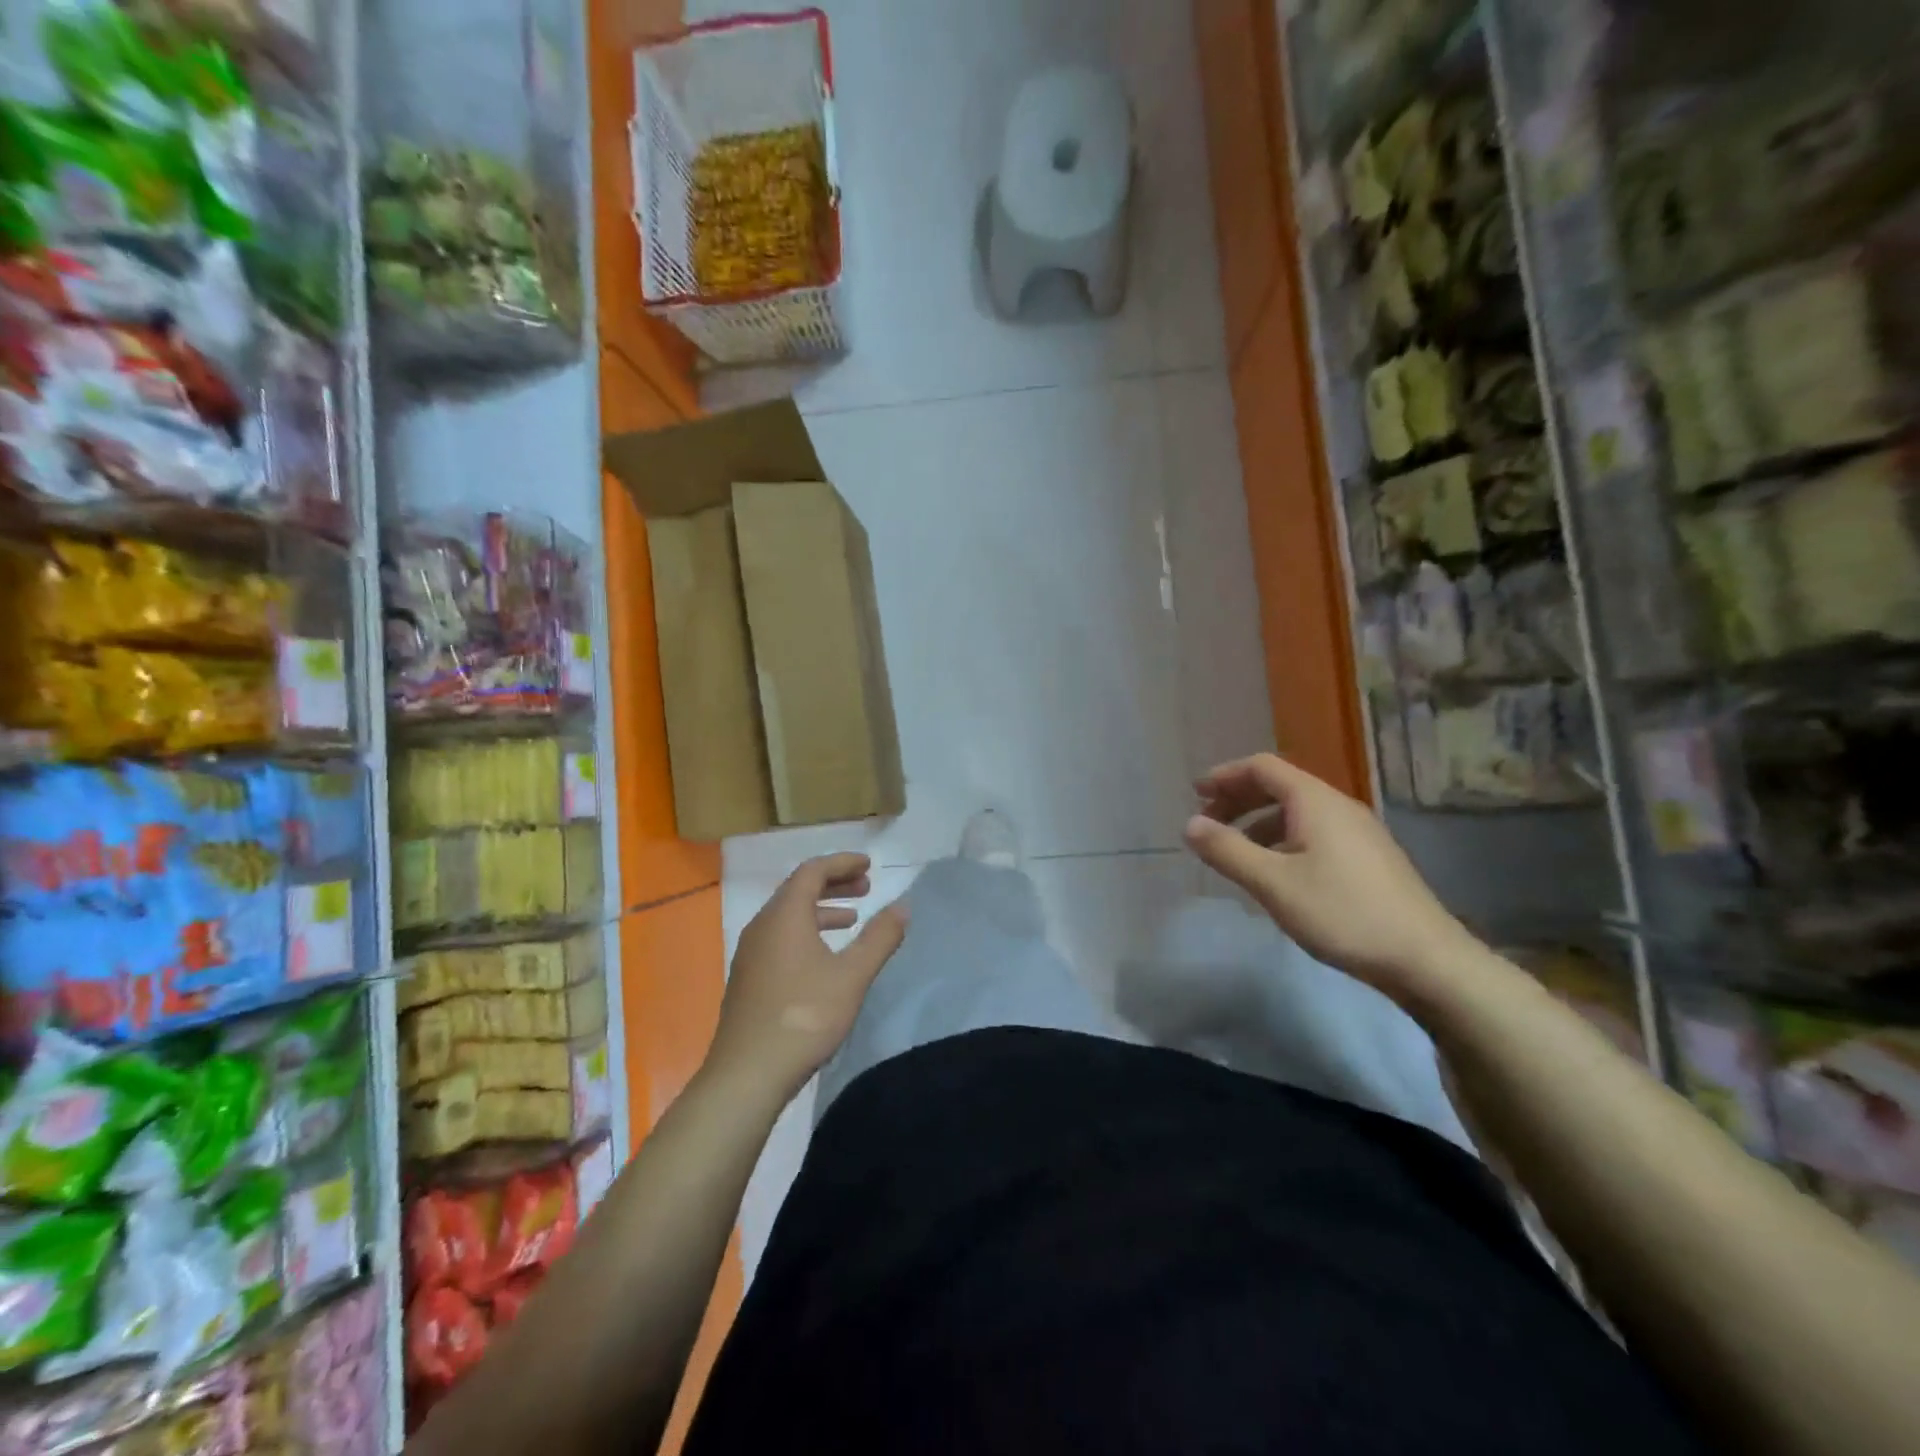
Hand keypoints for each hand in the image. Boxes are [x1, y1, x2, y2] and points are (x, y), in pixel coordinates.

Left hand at [705, 853, 908, 1105]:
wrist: (747, 1074)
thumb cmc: (804, 1016)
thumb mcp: (852, 976)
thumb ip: (879, 938)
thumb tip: (902, 906)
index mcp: (785, 915)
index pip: (812, 871)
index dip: (842, 863)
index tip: (869, 865)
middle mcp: (763, 925)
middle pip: (798, 889)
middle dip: (834, 883)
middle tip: (866, 888)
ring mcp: (751, 952)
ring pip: (788, 915)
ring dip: (821, 909)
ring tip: (852, 920)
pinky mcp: (748, 977)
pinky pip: (780, 936)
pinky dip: (806, 931)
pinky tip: (824, 957)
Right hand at [1184, 753, 1478, 1001]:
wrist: (1426, 959)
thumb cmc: (1342, 913)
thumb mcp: (1273, 883)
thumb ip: (1227, 851)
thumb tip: (1190, 825)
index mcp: (1315, 801)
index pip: (1262, 768)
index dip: (1225, 776)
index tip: (1196, 794)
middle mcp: (1338, 807)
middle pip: (1280, 786)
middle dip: (1239, 799)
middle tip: (1208, 822)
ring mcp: (1358, 833)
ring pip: (1297, 813)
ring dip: (1259, 822)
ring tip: (1235, 851)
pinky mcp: (1368, 859)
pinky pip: (1314, 833)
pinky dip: (1283, 840)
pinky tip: (1276, 874)